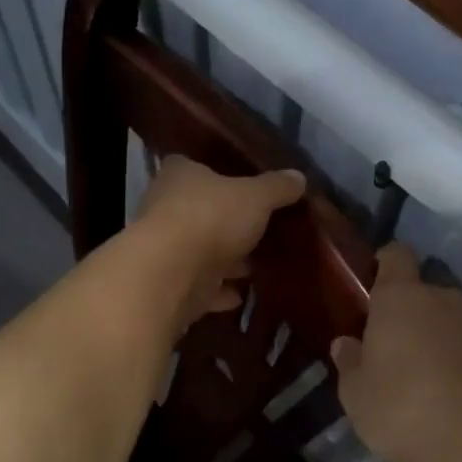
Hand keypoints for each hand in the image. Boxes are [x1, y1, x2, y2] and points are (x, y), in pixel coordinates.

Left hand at [132, 158, 305, 330]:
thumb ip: (277, 188)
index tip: (242, 184)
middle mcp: (164, 207)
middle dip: (227, 222)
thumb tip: (298, 177)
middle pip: (199, 210)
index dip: (217, 173)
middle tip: (259, 229)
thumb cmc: (211, 218)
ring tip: (257, 265)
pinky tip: (240, 295)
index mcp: (179, 176)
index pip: (193, 166)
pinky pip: (198, 286)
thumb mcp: (256, 197)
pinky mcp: (168, 285)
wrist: (170, 275)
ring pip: (199, 251)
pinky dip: (217, 291)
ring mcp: (163, 249)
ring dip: (224, 260)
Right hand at [330, 244, 461, 461]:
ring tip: (419, 375)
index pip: (396, 255)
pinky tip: (446, 394)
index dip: (384, 264)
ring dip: (433, 336)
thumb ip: (349, 362)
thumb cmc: (402, 408)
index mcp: (401, 296)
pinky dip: (456, 360)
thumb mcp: (356, 393)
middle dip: (407, 311)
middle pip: (421, 290)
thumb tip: (346, 343)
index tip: (372, 285)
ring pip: (446, 319)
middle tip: (389, 345)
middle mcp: (441, 298)